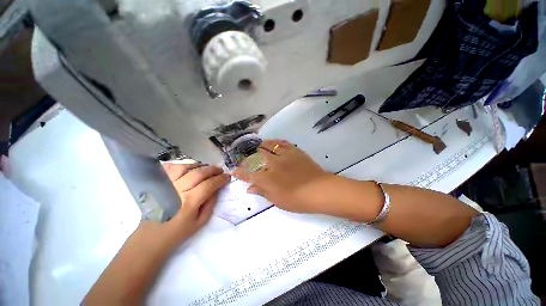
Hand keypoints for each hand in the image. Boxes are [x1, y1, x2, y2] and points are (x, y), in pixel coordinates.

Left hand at [84, 163, 229, 304]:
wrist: (150, 237)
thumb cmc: (178, 232)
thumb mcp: (200, 222)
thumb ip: (210, 203)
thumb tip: (217, 188)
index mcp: (189, 203)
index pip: (209, 184)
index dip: (220, 179)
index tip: (227, 177)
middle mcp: (177, 191)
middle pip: (199, 173)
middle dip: (213, 169)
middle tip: (220, 170)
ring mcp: (166, 185)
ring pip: (186, 167)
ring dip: (199, 165)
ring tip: (206, 169)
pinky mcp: (158, 184)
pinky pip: (171, 168)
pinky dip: (182, 165)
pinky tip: (189, 169)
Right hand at [233, 140, 333, 213]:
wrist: (320, 190)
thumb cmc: (298, 200)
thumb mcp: (278, 200)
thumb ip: (262, 192)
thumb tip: (249, 188)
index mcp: (267, 179)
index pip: (248, 174)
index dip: (239, 172)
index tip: (234, 170)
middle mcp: (273, 164)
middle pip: (255, 157)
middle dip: (248, 160)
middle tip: (247, 162)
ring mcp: (284, 155)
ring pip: (267, 146)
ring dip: (259, 148)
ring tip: (258, 150)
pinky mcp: (294, 150)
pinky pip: (281, 142)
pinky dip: (274, 143)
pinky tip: (272, 144)